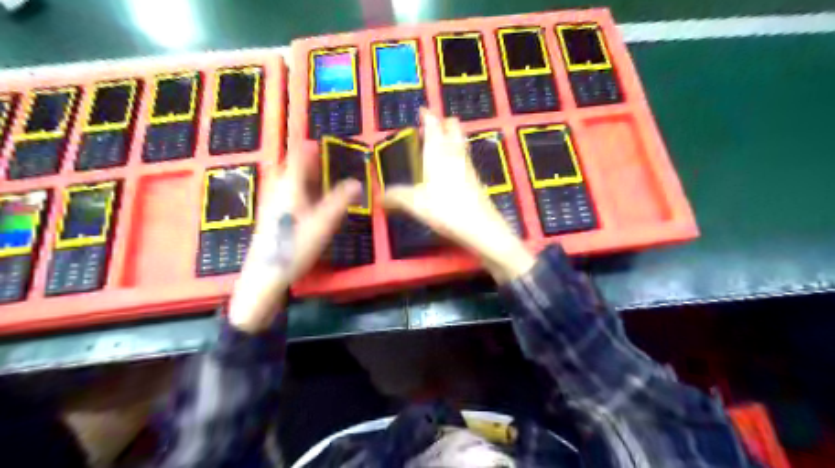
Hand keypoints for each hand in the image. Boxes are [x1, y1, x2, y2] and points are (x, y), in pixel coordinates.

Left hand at [228, 146, 360, 331]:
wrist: (265, 275)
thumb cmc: (295, 245)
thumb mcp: (323, 223)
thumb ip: (340, 201)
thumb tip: (357, 182)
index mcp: (290, 186)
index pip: (297, 156)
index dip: (309, 146)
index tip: (322, 142)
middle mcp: (277, 190)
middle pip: (289, 167)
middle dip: (305, 161)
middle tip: (323, 162)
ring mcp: (270, 204)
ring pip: (285, 181)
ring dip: (301, 175)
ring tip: (319, 180)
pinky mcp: (270, 218)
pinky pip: (284, 194)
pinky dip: (297, 190)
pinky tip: (307, 203)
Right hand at [384, 112, 534, 283]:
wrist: (480, 226)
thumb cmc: (445, 209)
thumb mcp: (415, 204)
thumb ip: (396, 197)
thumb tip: (379, 198)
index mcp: (437, 155)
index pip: (433, 129)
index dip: (428, 118)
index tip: (424, 109)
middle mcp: (454, 157)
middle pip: (453, 133)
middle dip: (446, 124)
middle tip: (440, 121)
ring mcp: (468, 169)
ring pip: (461, 145)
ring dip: (455, 138)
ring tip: (449, 137)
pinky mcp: (476, 182)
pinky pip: (466, 161)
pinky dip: (459, 156)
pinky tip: (457, 166)